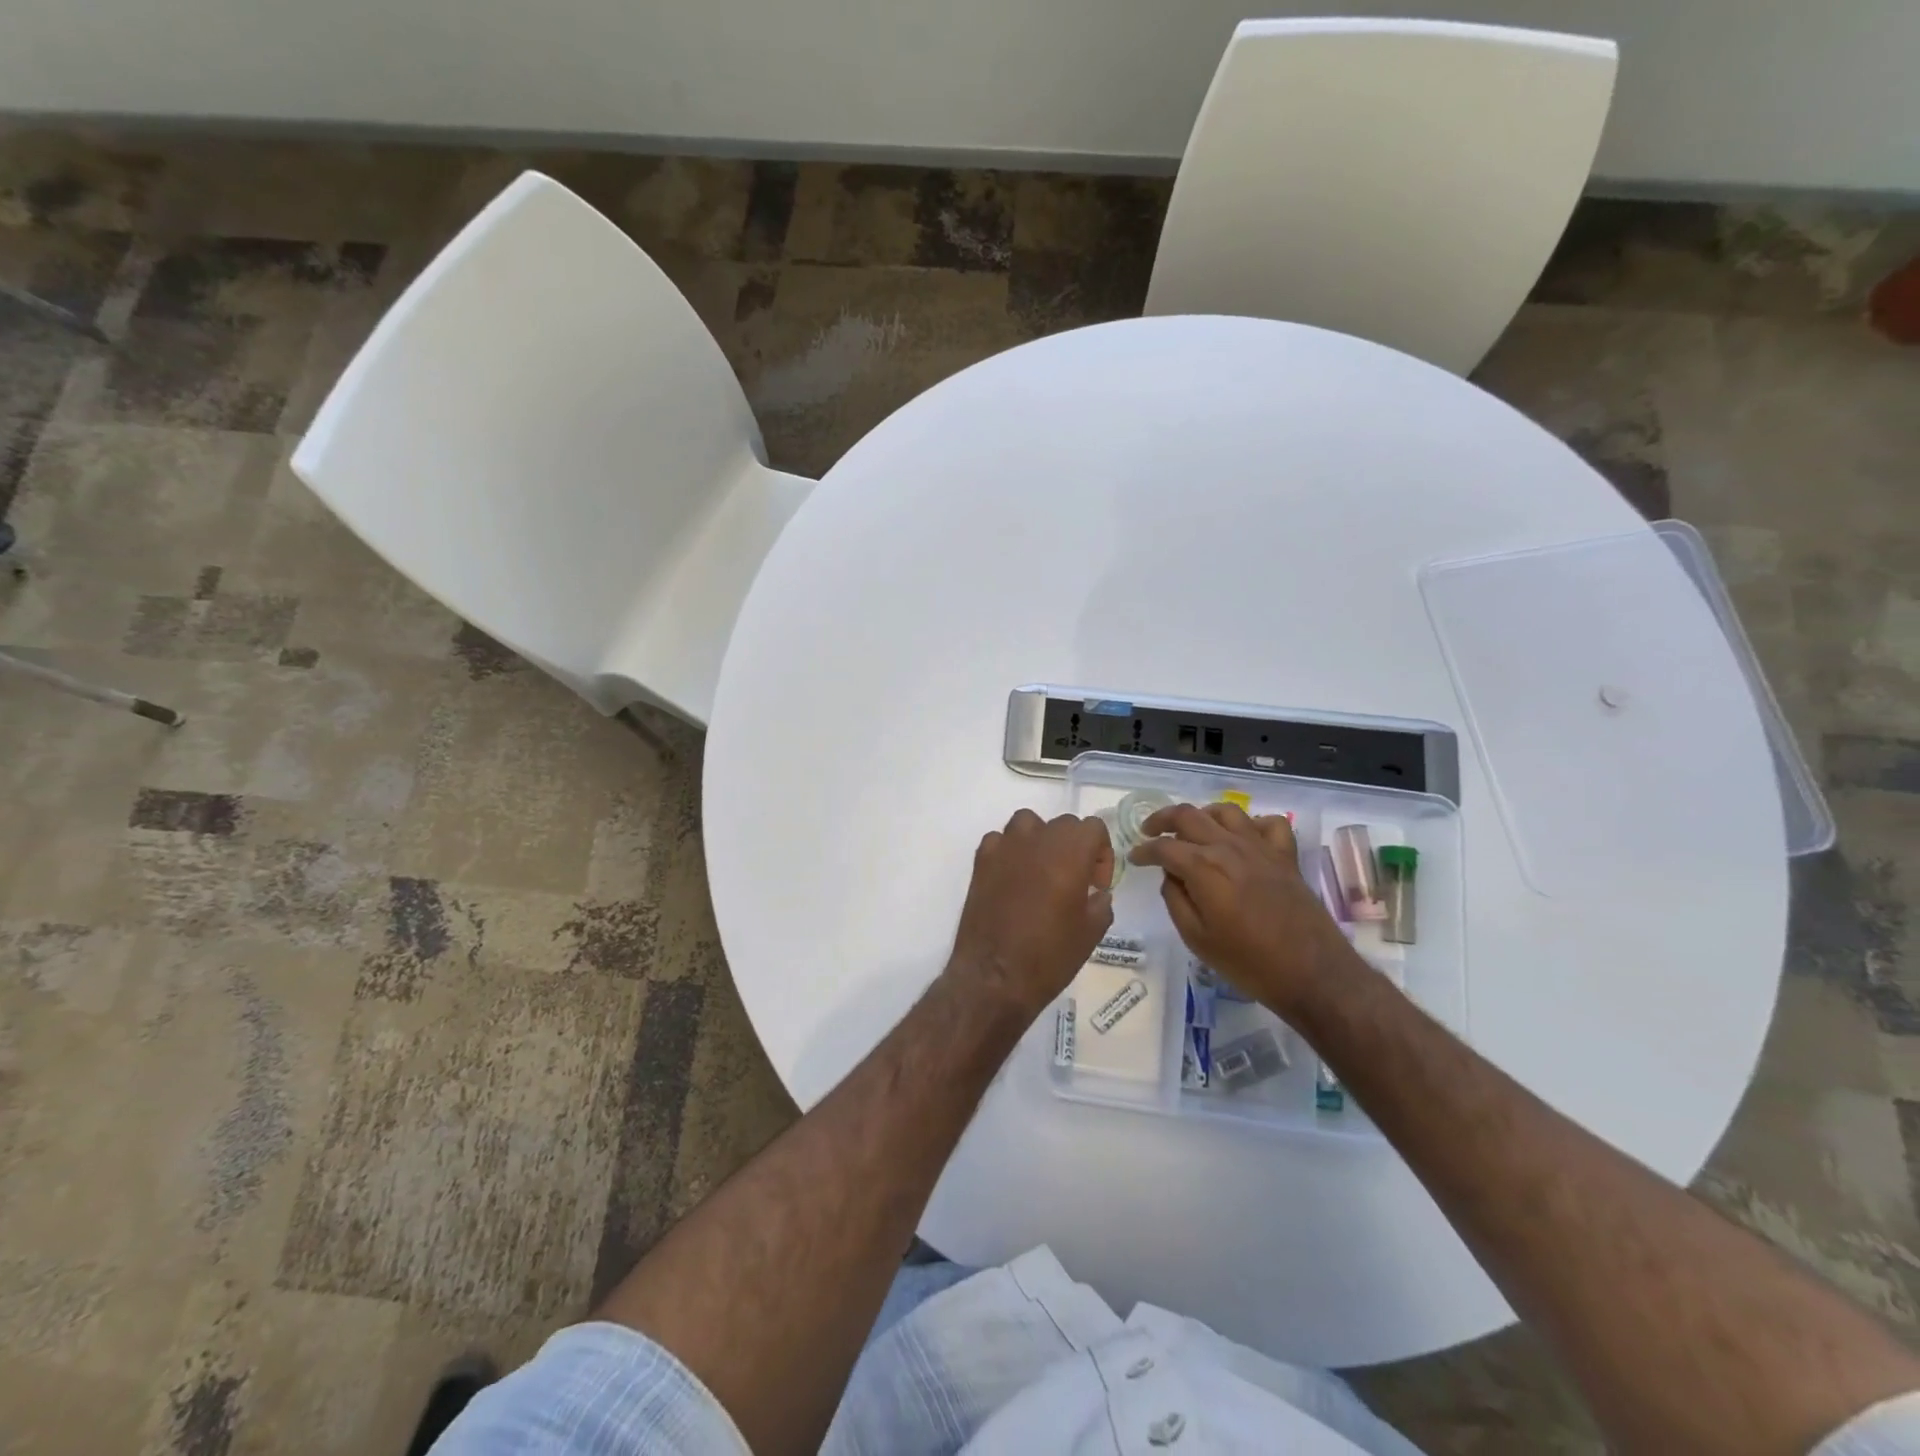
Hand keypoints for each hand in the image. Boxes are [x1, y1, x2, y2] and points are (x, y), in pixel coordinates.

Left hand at [947, 810, 1114, 1016]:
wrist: (995, 976)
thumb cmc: (1050, 955)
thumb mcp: (1092, 932)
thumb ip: (1100, 902)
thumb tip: (1096, 893)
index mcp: (1070, 852)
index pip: (1093, 827)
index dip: (1101, 852)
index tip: (1096, 883)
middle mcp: (1037, 839)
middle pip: (1063, 824)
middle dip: (1074, 847)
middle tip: (1074, 882)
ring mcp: (1005, 847)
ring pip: (1029, 824)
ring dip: (1040, 841)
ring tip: (1041, 873)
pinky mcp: (980, 861)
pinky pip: (1000, 841)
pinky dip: (1009, 852)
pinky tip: (1012, 878)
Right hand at [1128, 803, 1348, 1013]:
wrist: (1313, 974)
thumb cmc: (1248, 963)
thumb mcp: (1197, 938)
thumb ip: (1176, 900)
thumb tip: (1171, 876)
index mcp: (1203, 867)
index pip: (1163, 847)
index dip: (1144, 851)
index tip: (1134, 858)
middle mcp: (1229, 847)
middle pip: (1189, 816)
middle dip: (1162, 820)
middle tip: (1149, 832)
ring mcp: (1261, 848)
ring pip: (1225, 811)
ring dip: (1202, 815)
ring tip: (1192, 831)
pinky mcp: (1286, 856)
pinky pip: (1268, 824)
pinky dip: (1251, 824)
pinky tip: (1242, 839)